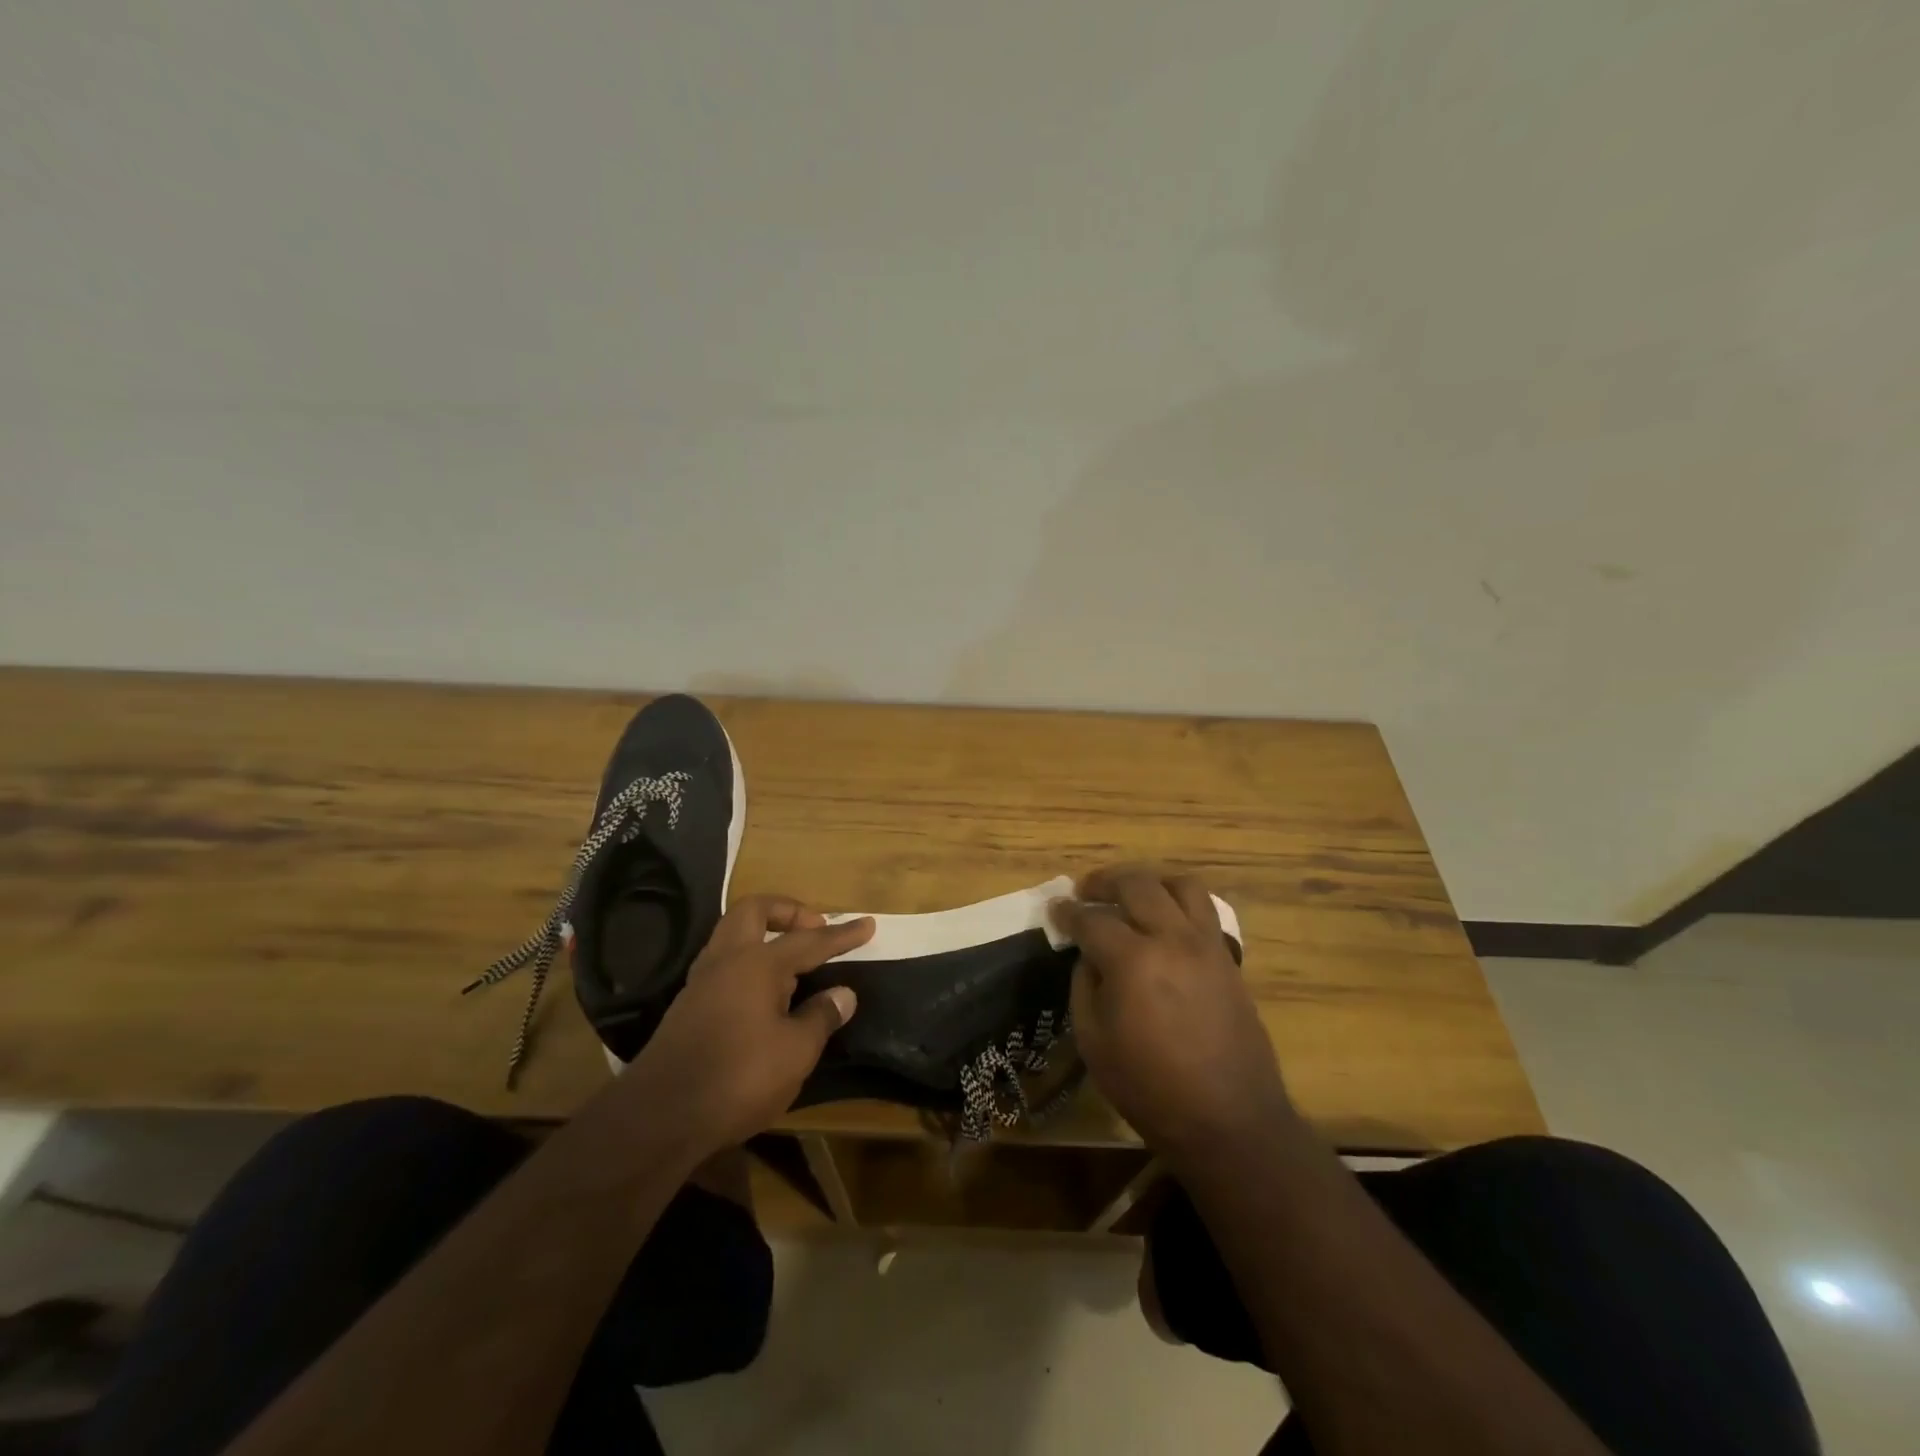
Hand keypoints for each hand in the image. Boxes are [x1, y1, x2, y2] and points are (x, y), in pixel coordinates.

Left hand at [627, 896, 873, 1151]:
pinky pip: (724, 964)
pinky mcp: (688, 1007)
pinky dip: (749, 963)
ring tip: (792, 960)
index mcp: (757, 963)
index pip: (809, 941)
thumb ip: (821, 1017)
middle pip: (754, 911)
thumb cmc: (738, 1077)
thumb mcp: (795, 1052)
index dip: (841, 934)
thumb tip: (843, 994)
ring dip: (764, 935)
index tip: (868, 924)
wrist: (659, 1117)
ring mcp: (701, 982)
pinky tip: (764, 993)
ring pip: (733, 935)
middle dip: (787, 911)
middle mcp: (726, 960)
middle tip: (814, 927)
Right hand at [1052, 865, 1296, 1162]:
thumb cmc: (1150, 1089)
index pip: (1092, 920)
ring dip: (1150, 881)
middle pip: (1137, 884)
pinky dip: (1179, 903)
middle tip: (1086, 891)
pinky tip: (1165, 923)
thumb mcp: (1094, 1043)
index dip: (1068, 912)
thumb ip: (1084, 987)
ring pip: (1181, 885)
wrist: (1230, 1121)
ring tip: (1131, 895)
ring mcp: (1207, 945)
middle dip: (1104, 881)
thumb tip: (1089, 956)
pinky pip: (1205, 910)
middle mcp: (1172, 939)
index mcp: (1133, 960)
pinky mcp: (1229, 959)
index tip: (1055, 909)